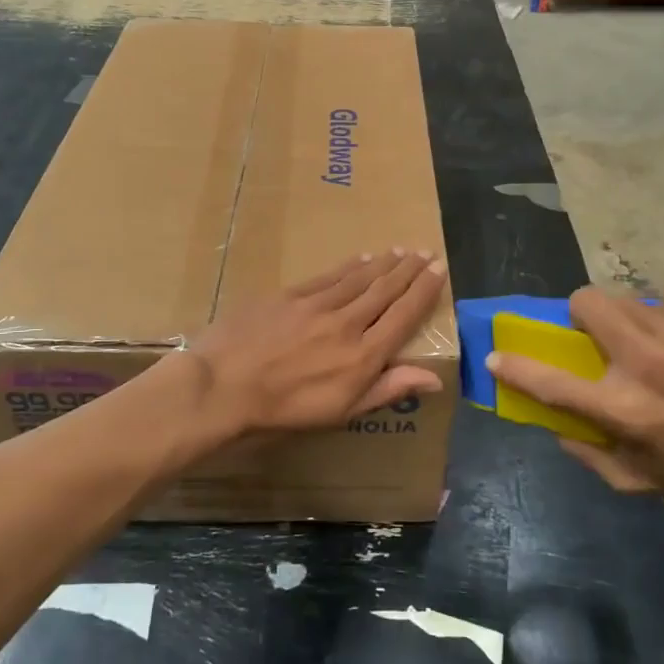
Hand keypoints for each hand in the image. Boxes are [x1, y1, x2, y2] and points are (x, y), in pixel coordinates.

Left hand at [187, 250, 448, 437]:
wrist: (224, 385)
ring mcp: (317, 304)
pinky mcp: (290, 294)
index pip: (404, 315)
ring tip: (400, 251)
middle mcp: (347, 323)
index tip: (440, 270)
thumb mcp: (342, 411)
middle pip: (385, 290)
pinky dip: (349, 266)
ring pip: (359, 278)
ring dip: (383, 263)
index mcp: (363, 356)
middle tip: (425, 253)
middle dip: (409, 270)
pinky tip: (360, 258)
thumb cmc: (285, 410)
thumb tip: (436, 378)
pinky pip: (329, 275)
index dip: (424, 291)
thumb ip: (388, 389)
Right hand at [484, 289, 663, 506]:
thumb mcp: (639, 481)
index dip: (515, 365)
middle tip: (596, 337)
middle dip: (578, 315)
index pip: (550, 381)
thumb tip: (554, 424)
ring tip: (653, 347)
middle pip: (585, 302)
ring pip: (624, 299)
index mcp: (624, 409)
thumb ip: (587, 454)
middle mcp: (645, 361)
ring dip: (623, 320)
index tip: (496, 354)